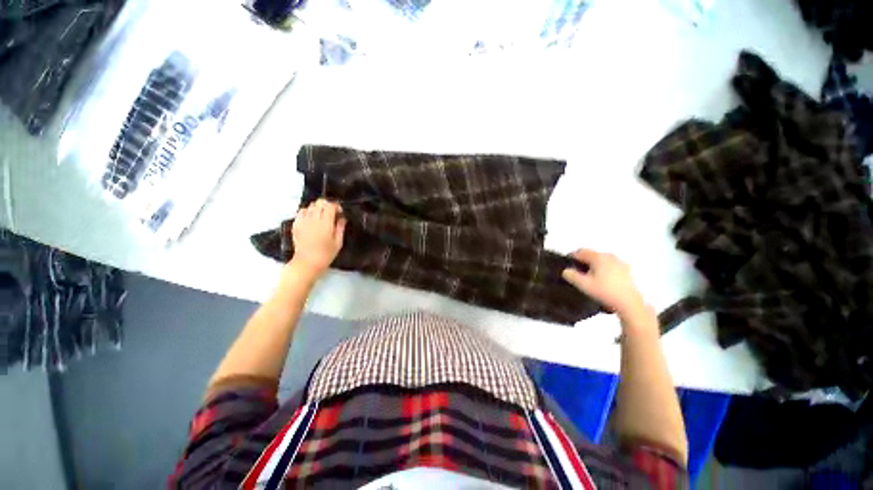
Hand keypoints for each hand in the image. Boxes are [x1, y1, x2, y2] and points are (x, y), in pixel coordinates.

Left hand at [290, 199, 345, 276]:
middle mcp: (313, 219)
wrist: (307, 262)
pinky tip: (311, 219)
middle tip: (331, 213)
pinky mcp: (296, 224)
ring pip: (310, 205)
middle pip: (319, 202)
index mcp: (325, 223)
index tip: (340, 212)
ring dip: (317, 208)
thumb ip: (340, 228)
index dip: (336, 206)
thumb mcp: (338, 242)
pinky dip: (308, 212)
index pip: (330, 205)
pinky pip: (301, 212)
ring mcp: (303, 221)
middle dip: (327, 205)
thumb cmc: (326, 254)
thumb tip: (342, 218)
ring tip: (321, 216)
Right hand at [561, 249, 645, 317]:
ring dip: (593, 265)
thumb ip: (571, 275)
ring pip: (601, 260)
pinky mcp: (626, 271)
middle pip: (592, 255)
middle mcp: (609, 256)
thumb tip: (566, 271)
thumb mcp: (583, 284)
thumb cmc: (605, 292)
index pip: (580, 251)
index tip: (566, 264)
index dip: (571, 257)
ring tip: (589, 277)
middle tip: (576, 271)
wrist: (629, 303)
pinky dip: (603, 270)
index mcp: (598, 257)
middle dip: (583, 261)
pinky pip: (610, 266)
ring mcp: (620, 263)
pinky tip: (602, 281)